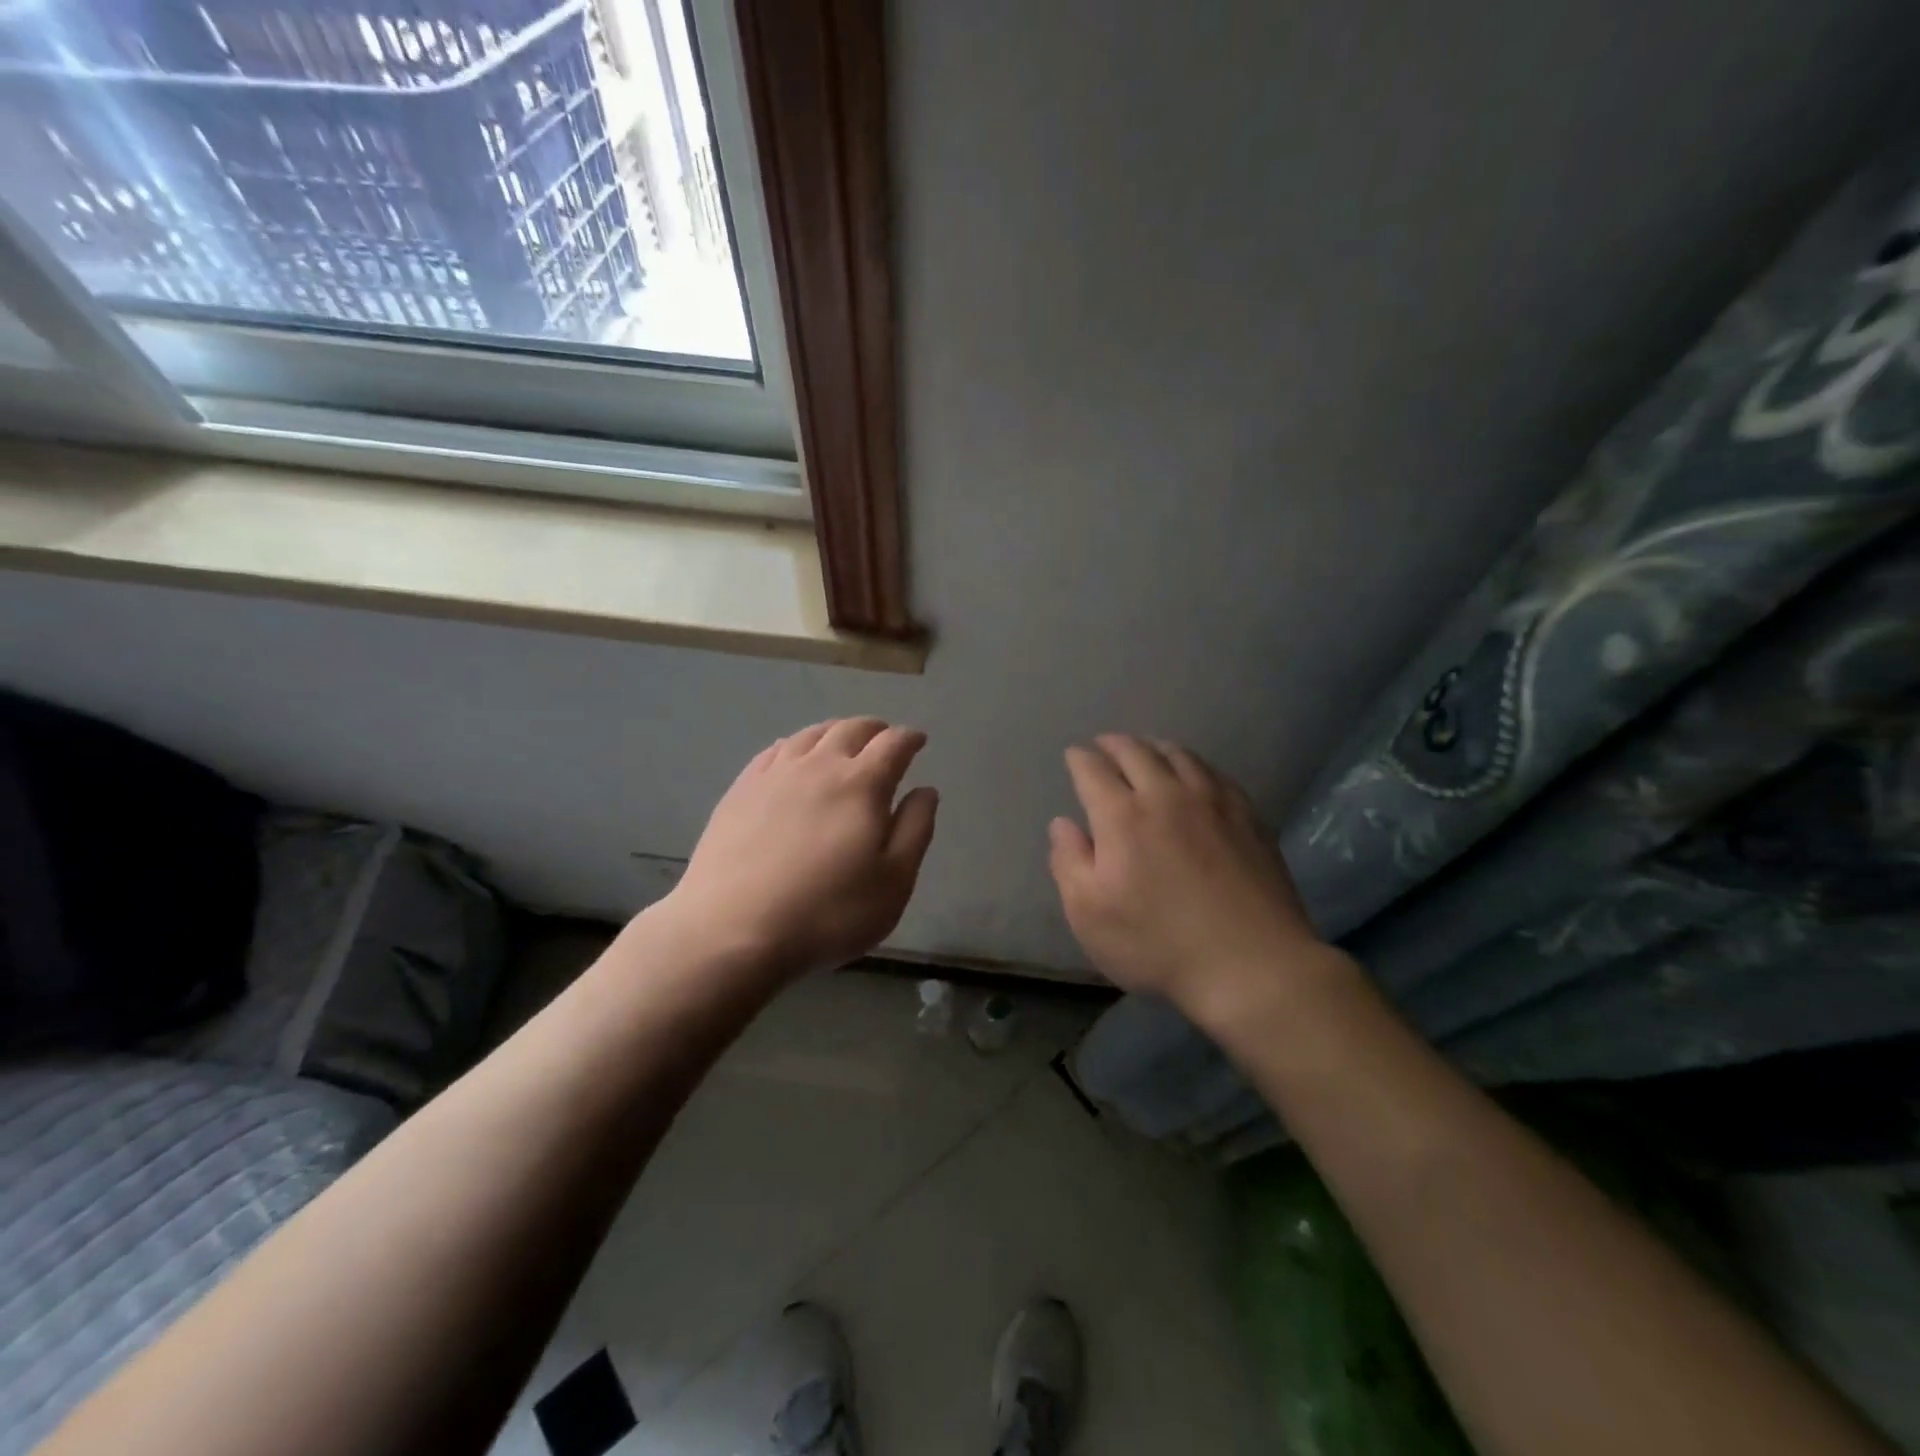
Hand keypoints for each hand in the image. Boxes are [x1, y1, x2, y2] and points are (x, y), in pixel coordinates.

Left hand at [664, 718, 938, 978]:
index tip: (918, 741)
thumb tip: (925, 791)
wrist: (733, 930)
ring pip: (811, 734)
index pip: (893, 744)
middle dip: (874, 729)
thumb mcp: (893, 882)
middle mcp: (819, 766)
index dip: (909, 738)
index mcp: (862, 784)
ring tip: (844, 739)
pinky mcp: (741, 790)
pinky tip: (794, 754)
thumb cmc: (828, 912)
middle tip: (885, 736)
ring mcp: (775, 774)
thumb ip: (915, 829)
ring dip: (835, 731)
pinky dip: (796, 744)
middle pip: (851, 729)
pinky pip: (774, 750)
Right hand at [1048, 735, 1323, 1016]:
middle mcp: (1166, 795)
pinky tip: (1194, 774)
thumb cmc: (1158, 944)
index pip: (1093, 770)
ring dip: (1154, 746)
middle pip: (1136, 752)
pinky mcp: (1247, 816)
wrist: (1252, 964)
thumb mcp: (1090, 915)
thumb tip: (1062, 823)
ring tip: (1146, 749)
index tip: (1073, 755)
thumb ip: (1069, 862)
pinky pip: (1215, 773)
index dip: (1079, 758)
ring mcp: (1212, 802)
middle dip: (1114, 743)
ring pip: (1179, 755)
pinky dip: (1194, 764)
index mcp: (1122, 816)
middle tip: (1104, 744)